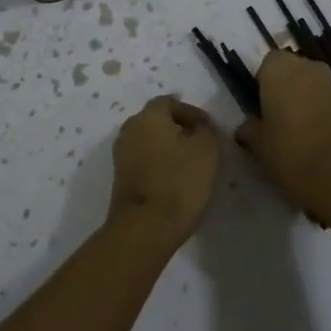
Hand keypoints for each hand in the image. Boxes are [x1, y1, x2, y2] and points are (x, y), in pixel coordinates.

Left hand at [107, 96, 220, 247]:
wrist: (144, 229)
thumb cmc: (179, 183)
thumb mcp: (207, 150)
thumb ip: (206, 131)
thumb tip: (199, 128)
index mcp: (148, 116)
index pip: (170, 102)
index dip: (192, 113)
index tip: (210, 130)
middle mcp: (129, 129)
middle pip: (158, 121)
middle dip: (180, 130)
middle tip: (202, 146)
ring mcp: (121, 154)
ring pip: (150, 142)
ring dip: (169, 148)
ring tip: (191, 166)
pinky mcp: (121, 178)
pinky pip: (144, 161)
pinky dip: (159, 164)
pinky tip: (175, 181)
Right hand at [238, 49, 330, 216]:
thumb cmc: (289, 149)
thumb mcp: (258, 143)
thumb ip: (250, 129)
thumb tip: (246, 128)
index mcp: (279, 67)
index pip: (266, 64)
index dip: (262, 85)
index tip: (259, 108)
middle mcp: (307, 67)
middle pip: (292, 72)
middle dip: (285, 90)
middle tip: (276, 120)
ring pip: (311, 87)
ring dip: (304, 102)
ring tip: (296, 134)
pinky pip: (328, 103)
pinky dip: (321, 115)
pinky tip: (316, 141)